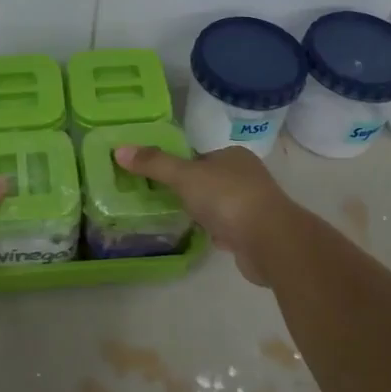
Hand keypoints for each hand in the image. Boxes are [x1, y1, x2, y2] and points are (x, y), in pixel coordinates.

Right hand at [113, 144, 298, 285]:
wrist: (270, 241)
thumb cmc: (227, 198)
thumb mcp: (184, 176)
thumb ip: (154, 164)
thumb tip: (119, 150)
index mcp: (233, 156)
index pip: (200, 155)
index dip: (179, 165)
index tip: (157, 177)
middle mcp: (247, 177)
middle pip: (209, 180)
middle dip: (190, 190)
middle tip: (161, 199)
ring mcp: (253, 206)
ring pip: (219, 205)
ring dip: (203, 212)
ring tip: (177, 218)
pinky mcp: (255, 234)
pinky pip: (228, 228)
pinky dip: (216, 232)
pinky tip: (202, 237)